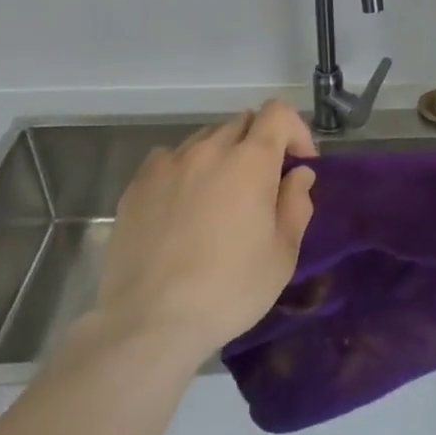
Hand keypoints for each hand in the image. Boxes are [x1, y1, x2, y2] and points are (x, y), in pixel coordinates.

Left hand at [91, 100, 317, 361]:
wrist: (149, 321)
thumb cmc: (229, 289)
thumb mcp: (282, 254)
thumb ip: (296, 204)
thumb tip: (298, 174)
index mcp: (250, 161)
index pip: (278, 113)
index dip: (296, 132)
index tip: (298, 167)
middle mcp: (209, 150)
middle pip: (243, 123)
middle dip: (261, 145)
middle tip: (263, 187)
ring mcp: (168, 164)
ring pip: (205, 139)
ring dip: (223, 156)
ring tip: (220, 198)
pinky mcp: (137, 184)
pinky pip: (170, 159)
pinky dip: (186, 170)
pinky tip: (183, 207)